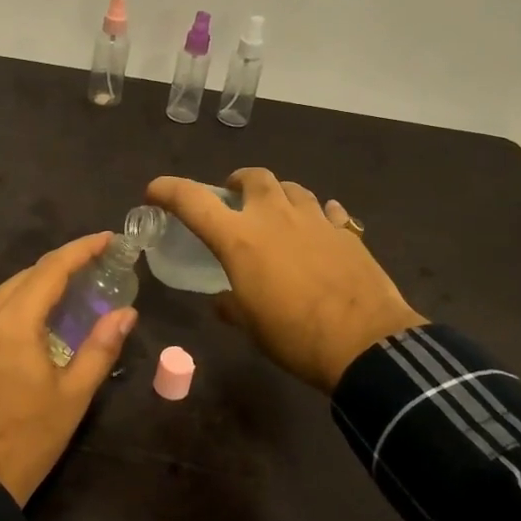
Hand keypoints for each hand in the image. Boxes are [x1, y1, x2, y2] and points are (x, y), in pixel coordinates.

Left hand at [0, 232, 136, 506]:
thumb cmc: (30, 437)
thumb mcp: (74, 394)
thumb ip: (101, 347)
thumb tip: (125, 313)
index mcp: (14, 322)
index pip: (51, 269)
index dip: (81, 250)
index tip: (107, 238)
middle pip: (27, 276)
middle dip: (62, 265)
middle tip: (97, 264)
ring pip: (8, 292)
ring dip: (40, 284)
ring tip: (74, 288)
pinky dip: (21, 304)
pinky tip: (41, 317)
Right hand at [145, 169, 424, 393]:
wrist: (365, 343)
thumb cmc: (295, 336)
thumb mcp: (251, 325)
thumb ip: (231, 304)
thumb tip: (223, 300)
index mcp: (240, 239)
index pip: (193, 201)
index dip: (168, 190)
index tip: (155, 191)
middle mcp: (274, 217)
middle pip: (253, 177)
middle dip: (239, 182)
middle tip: (234, 198)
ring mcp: (314, 219)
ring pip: (292, 188)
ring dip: (278, 195)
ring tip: (276, 214)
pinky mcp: (346, 232)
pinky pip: (327, 211)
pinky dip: (317, 215)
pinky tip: (319, 230)